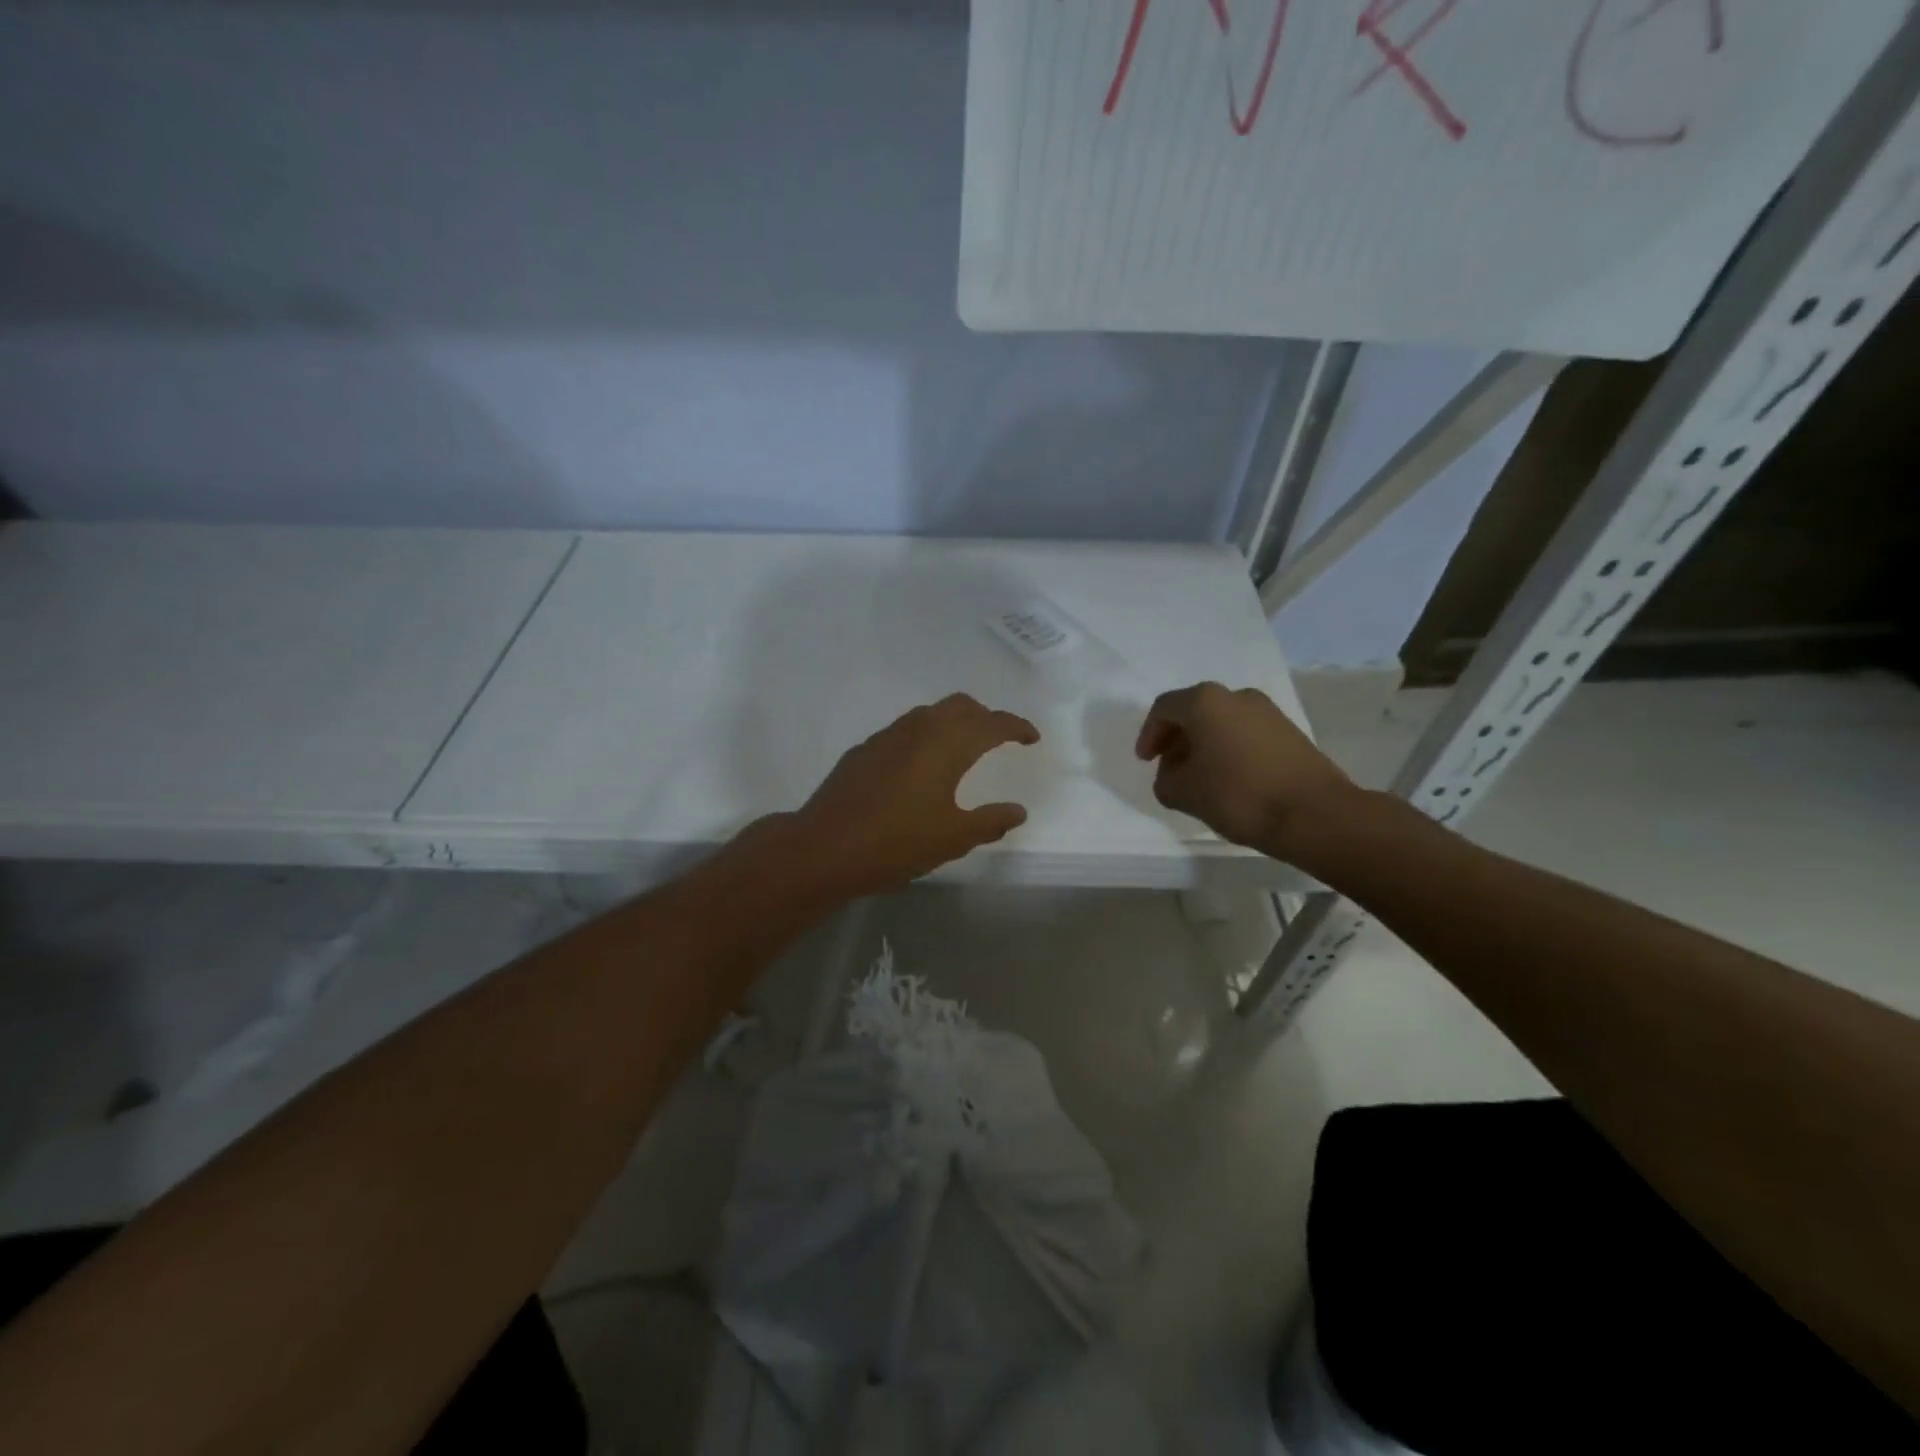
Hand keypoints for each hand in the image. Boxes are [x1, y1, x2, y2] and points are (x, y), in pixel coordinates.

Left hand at [793, 694, 1040, 894]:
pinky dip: (924, 736)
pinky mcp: (864, 750)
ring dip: (952, 722)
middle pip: (960, 705)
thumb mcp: (952, 839)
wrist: (824, 848)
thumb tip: (1018, 811)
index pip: (992, 723)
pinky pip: (904, 730)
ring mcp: (886, 736)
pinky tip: (918, 767)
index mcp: (947, 745)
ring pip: (929, 713)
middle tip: (998, 739)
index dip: (1016, 726)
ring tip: (961, 750)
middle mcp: (919, 729)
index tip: (1031, 737)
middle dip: (984, 716)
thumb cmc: (896, 843)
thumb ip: (990, 822)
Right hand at [1134, 682, 1357, 859]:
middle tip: (1169, 769)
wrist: (1314, 814)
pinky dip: (1229, 750)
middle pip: (1195, 711)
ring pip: (1222, 722)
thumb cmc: (1238, 795)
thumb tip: (1174, 774)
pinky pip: (1245, 734)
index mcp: (1205, 702)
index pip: (1164, 708)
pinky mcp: (1289, 732)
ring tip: (1199, 779)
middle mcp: (1237, 696)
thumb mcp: (1183, 793)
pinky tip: (1229, 781)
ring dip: (1204, 746)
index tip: (1146, 762)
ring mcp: (1268, 712)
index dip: (1149, 734)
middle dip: (1177, 740)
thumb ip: (1165, 780)